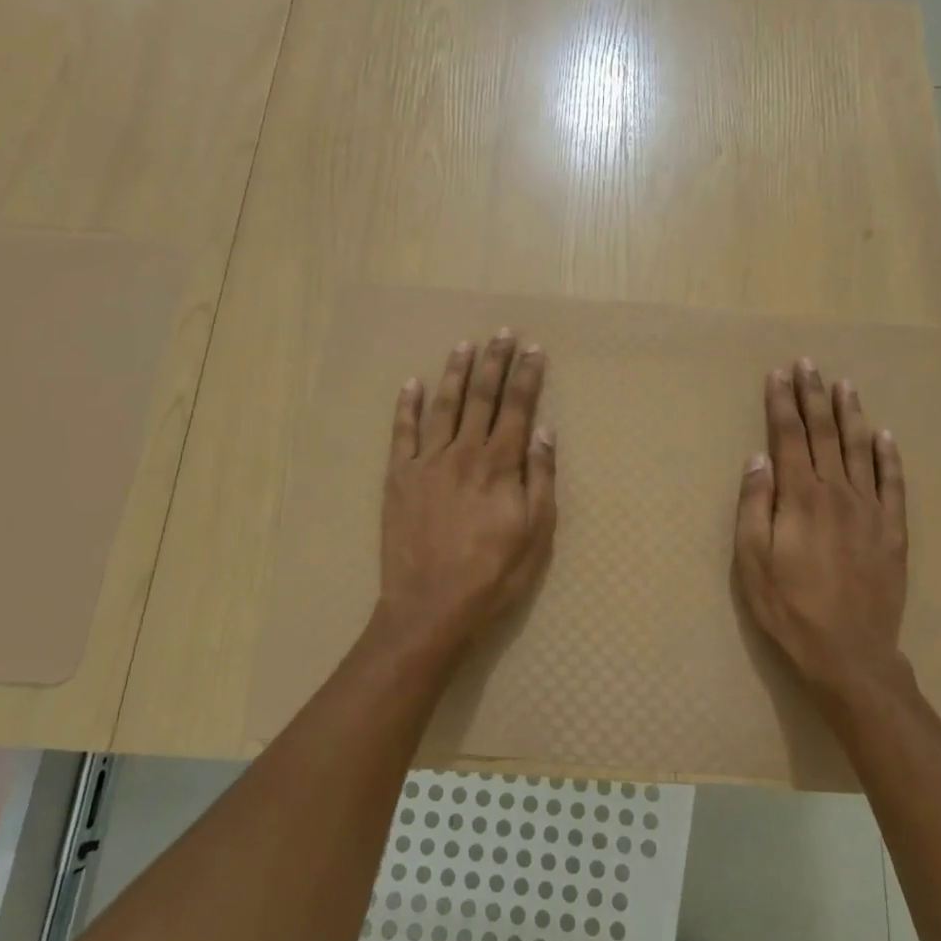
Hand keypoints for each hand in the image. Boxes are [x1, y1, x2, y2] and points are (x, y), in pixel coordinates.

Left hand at [375, 329, 556, 657]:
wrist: (430, 607)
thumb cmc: (493, 575)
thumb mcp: (536, 533)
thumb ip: (540, 478)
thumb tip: (543, 431)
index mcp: (499, 465)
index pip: (518, 408)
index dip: (527, 376)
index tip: (534, 349)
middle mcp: (463, 452)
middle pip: (482, 398)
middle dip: (494, 362)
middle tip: (503, 333)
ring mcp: (426, 462)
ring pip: (443, 406)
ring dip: (455, 373)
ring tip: (464, 345)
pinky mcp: (398, 477)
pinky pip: (401, 433)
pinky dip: (406, 406)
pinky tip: (411, 383)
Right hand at [733, 359, 912, 717]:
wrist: (849, 653)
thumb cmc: (789, 607)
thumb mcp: (751, 560)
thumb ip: (755, 505)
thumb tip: (758, 459)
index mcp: (800, 497)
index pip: (788, 437)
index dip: (782, 403)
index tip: (778, 375)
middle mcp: (837, 492)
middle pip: (824, 433)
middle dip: (813, 396)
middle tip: (808, 365)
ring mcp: (870, 509)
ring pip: (860, 449)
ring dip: (850, 414)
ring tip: (844, 385)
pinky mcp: (892, 530)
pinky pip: (892, 483)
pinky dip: (889, 456)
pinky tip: (885, 435)